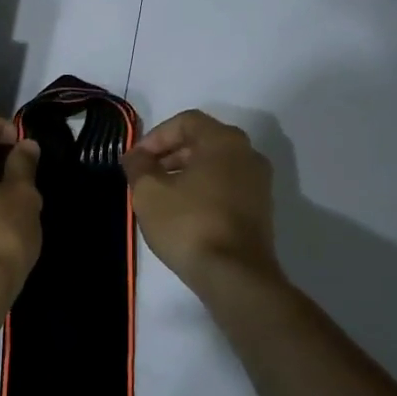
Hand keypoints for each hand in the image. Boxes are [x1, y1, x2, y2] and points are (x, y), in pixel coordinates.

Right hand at [123, 110, 279, 291]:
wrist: (234, 274)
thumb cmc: (188, 224)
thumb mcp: (149, 193)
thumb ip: (138, 166)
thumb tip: (135, 155)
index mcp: (224, 141)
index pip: (185, 121)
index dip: (155, 136)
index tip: (135, 160)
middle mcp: (248, 154)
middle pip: (202, 141)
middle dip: (169, 155)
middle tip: (144, 177)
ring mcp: (258, 182)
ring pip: (215, 165)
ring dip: (185, 173)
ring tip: (160, 197)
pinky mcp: (261, 209)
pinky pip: (226, 186)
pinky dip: (203, 190)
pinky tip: (183, 213)